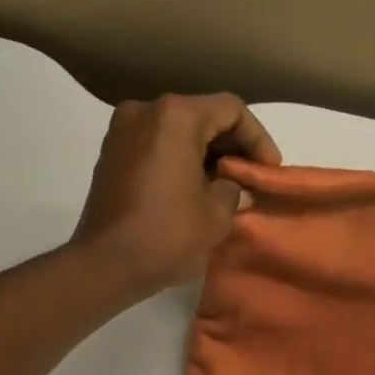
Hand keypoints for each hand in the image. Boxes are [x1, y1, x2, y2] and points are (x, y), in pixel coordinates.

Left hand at [71, 94, 282, 295]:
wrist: (105, 264)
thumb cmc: (167, 236)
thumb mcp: (217, 215)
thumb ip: (232, 187)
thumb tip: (228, 183)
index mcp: (176, 117)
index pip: (231, 110)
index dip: (258, 138)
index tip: (269, 170)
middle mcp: (146, 110)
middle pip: (203, 115)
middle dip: (231, 145)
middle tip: (251, 178)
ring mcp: (123, 130)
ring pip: (178, 130)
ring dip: (206, 153)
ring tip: (226, 186)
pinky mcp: (111, 153)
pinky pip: (157, 145)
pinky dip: (180, 159)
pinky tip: (194, 189)